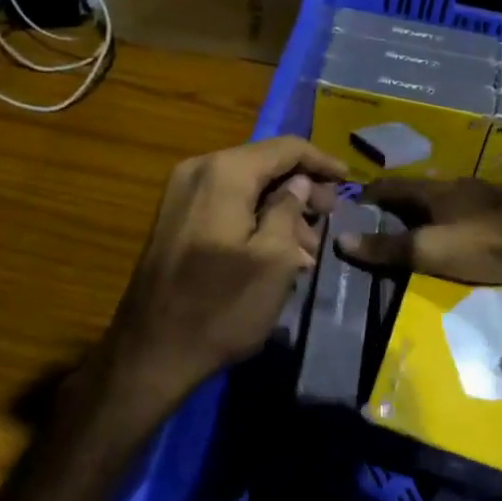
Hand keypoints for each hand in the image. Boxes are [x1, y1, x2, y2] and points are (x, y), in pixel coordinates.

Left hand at [99, 137, 345, 425]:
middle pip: (264, 164)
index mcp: (225, 172)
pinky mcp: (175, 219)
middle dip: (302, 189)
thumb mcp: (274, 259)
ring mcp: (181, 194)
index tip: (349, 180)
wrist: (151, 352)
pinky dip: (255, 219)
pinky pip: (226, 204)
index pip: (286, 148)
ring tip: (308, 249)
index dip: (321, 161)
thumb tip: (299, 182)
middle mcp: (198, 170)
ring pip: (246, 187)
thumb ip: (290, 209)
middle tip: (330, 218)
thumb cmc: (222, 306)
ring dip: (280, 210)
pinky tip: (277, 252)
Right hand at [338, 178, 501, 285]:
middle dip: (402, 200)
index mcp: (432, 191)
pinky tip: (466, 231)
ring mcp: (486, 195)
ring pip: (450, 197)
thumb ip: (386, 248)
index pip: (390, 186)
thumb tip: (339, 240)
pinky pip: (474, 210)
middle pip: (421, 189)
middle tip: (386, 216)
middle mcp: (457, 185)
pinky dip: (460, 219)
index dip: (370, 193)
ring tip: (424, 225)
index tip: (354, 201)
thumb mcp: (427, 250)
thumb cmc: (481, 241)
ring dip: (433, 208)